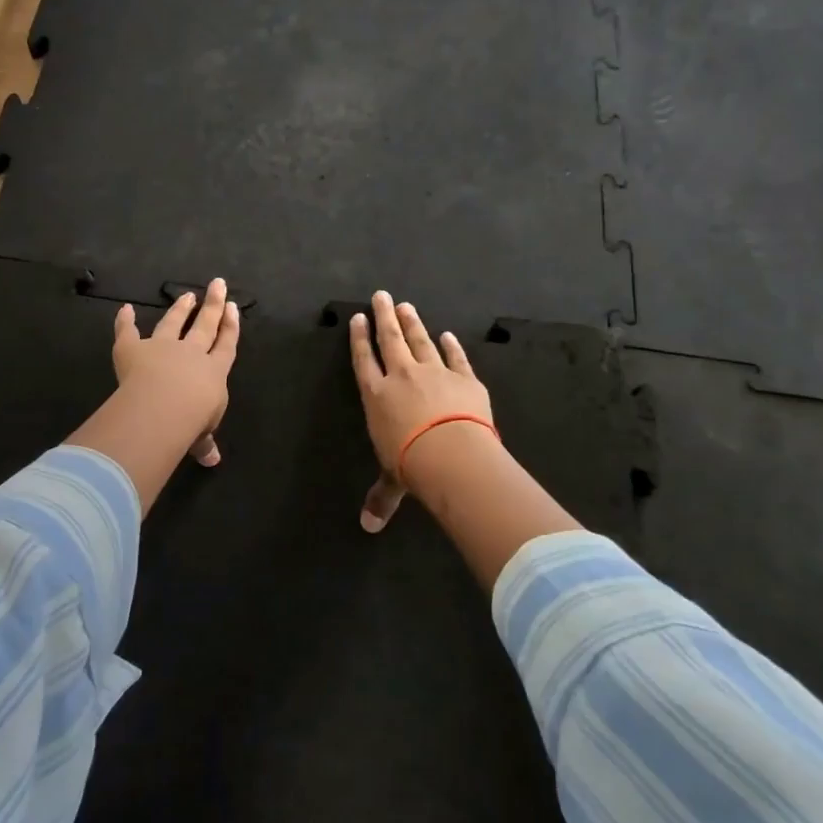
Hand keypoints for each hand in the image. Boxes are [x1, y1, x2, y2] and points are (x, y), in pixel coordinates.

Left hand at [112, 278, 240, 466]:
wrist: (164, 407)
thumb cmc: (192, 422)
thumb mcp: (202, 435)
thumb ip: (204, 442)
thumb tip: (212, 460)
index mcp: (213, 372)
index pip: (226, 345)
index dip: (230, 327)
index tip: (233, 307)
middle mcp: (191, 354)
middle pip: (205, 325)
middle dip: (213, 305)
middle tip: (217, 284)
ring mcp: (162, 347)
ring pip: (173, 323)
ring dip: (180, 309)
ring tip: (187, 295)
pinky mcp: (133, 349)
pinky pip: (128, 332)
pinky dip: (125, 321)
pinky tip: (125, 309)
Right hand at [348, 290, 493, 531]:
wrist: (451, 454)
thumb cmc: (411, 465)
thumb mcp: (392, 482)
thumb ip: (381, 497)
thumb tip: (368, 527)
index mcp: (377, 396)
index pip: (364, 360)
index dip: (360, 339)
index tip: (358, 318)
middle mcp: (402, 377)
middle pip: (390, 339)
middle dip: (384, 317)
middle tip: (382, 295)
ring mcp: (435, 373)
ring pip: (420, 341)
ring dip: (413, 323)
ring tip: (406, 306)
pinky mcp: (464, 379)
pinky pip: (456, 358)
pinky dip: (452, 346)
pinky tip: (448, 335)